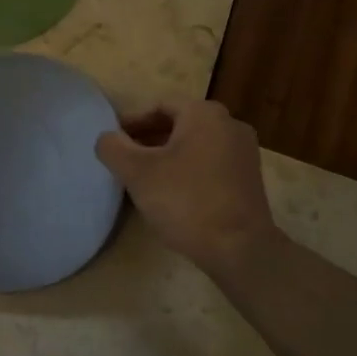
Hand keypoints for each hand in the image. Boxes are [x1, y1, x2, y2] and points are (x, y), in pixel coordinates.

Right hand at [95, 100, 280, 277]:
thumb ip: (113, 148)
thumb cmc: (186, 201)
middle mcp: (229, 124)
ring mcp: (244, 151)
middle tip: (126, 160)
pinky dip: (189, 169)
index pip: (159, 106)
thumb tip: (106, 138)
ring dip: (168, 155)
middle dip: (149, 139)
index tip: (114, 142)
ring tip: (145, 178)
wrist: (239, 249)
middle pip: (179, 123)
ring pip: (196, 144)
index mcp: (204, 113)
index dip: (132, 122)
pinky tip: (174, 193)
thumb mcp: (137, 173)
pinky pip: (211, 163)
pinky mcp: (250, 178)